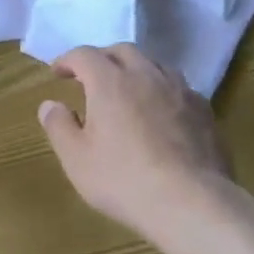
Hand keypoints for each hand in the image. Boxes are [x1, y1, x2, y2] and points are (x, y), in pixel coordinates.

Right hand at [38, 44, 232, 243]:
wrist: (192, 203)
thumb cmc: (124, 180)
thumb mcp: (77, 159)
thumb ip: (58, 126)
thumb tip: (50, 105)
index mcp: (110, 81)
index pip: (84, 55)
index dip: (68, 60)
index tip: (58, 72)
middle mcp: (145, 75)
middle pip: (122, 51)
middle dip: (103, 58)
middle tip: (92, 77)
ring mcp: (179, 90)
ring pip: (154, 64)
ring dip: (135, 69)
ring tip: (128, 89)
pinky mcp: (204, 110)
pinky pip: (178, 87)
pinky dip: (162, 90)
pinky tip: (161, 111)